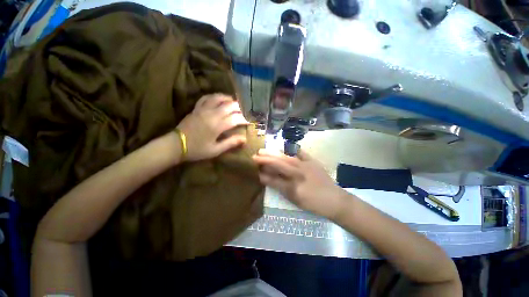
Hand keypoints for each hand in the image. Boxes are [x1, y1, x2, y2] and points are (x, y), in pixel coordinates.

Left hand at [177, 93, 248, 161]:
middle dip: (240, 107)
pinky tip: (219, 99)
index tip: (250, 121)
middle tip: (245, 111)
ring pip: (218, 98)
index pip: (235, 119)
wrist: (176, 145)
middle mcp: (212, 114)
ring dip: (228, 99)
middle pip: (229, 105)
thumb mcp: (215, 150)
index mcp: (217, 126)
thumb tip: (244, 139)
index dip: (244, 119)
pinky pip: (206, 98)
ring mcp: (203, 109)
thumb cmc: (197, 150)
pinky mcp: (196, 108)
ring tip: (235, 102)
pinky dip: (214, 96)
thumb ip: (230, 143)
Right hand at [253, 149, 346, 218]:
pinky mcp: (312, 161)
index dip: (263, 170)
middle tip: (255, 154)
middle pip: (279, 163)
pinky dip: (291, 149)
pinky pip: (300, 152)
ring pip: (287, 157)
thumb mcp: (293, 197)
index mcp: (294, 184)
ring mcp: (306, 165)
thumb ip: (278, 185)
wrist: (334, 199)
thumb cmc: (313, 202)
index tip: (253, 165)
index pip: (274, 175)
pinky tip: (285, 146)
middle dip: (266, 158)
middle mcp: (299, 172)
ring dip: (274, 153)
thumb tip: (263, 177)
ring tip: (265, 150)